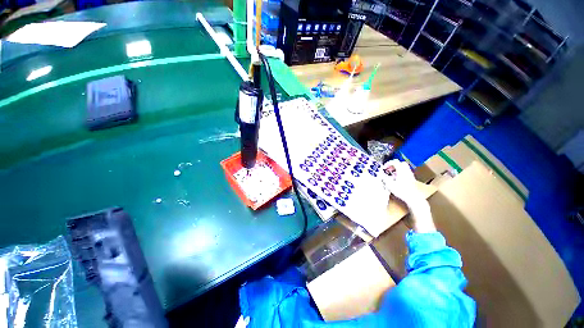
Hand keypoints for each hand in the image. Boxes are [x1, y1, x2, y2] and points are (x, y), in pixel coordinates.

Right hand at [382, 160, 435, 232]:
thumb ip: (384, 178)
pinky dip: (400, 173)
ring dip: (397, 169)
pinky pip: (406, 173)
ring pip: (404, 168)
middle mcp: (407, 171)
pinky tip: (397, 180)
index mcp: (401, 170)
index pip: (394, 162)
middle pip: (400, 163)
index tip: (384, 168)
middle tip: (388, 170)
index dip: (388, 163)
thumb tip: (381, 175)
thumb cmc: (402, 191)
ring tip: (392, 175)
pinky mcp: (412, 180)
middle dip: (393, 165)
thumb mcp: (390, 184)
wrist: (414, 198)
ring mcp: (410, 175)